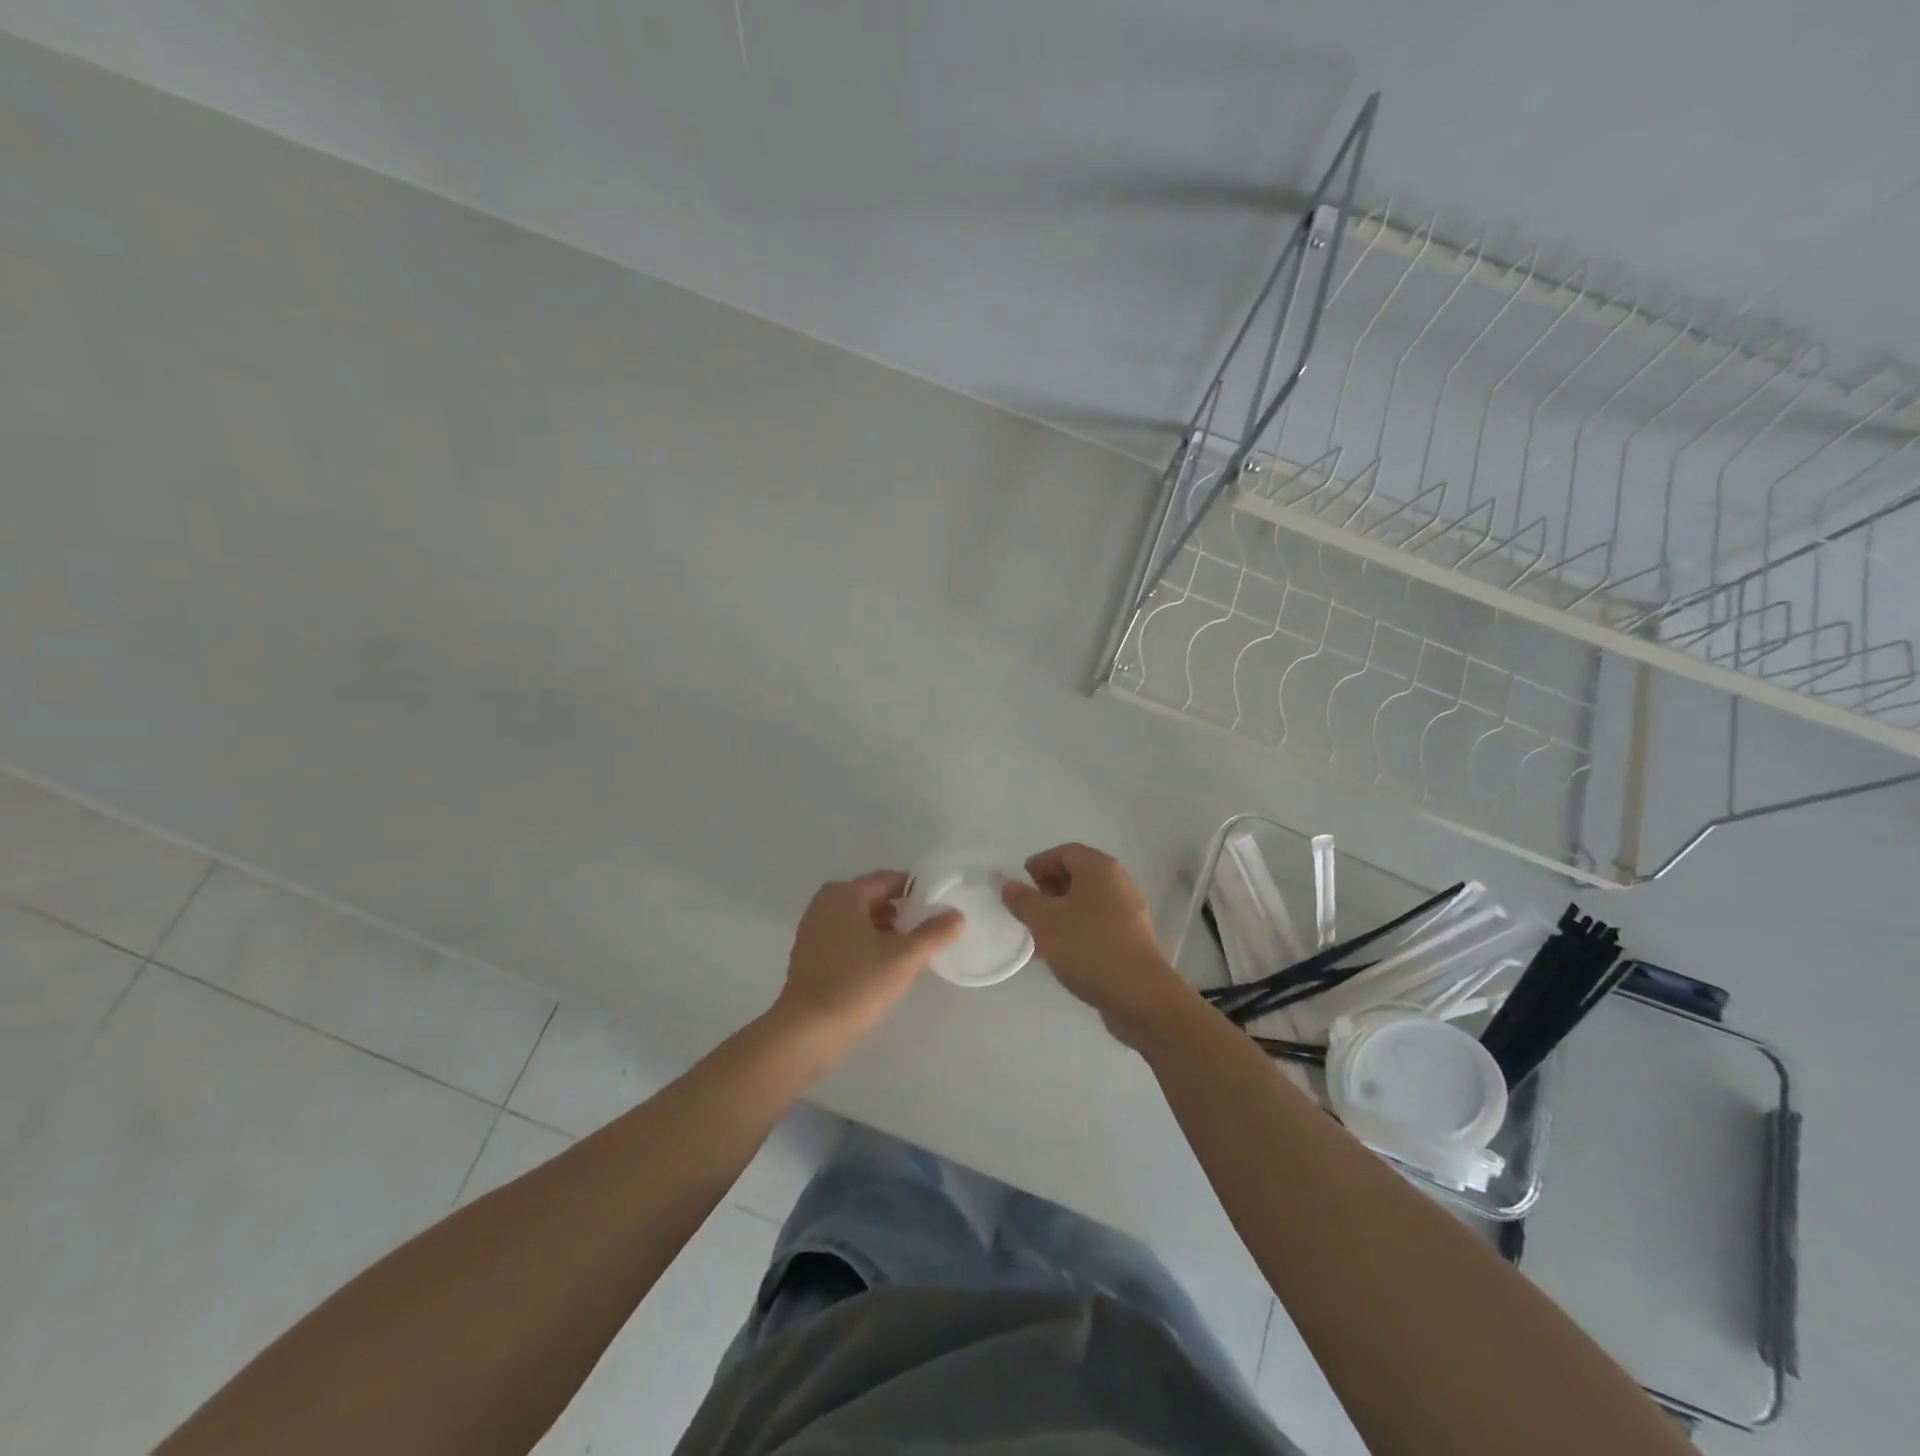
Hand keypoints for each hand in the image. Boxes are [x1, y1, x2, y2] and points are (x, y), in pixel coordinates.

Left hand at [772, 871, 962, 1055]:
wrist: (807, 1032)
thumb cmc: (857, 984)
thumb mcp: (904, 957)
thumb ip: (934, 933)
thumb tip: (957, 915)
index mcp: (845, 893)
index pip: (889, 880)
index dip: (917, 891)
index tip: (939, 908)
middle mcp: (825, 903)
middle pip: (872, 897)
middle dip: (900, 912)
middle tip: (926, 932)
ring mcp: (812, 928)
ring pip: (858, 919)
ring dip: (883, 929)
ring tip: (907, 951)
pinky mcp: (808, 954)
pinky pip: (844, 937)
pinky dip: (864, 943)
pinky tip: (880, 967)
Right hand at [1000, 843, 1192, 1048]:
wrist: (1138, 995)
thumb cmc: (1087, 947)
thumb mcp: (1044, 921)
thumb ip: (1021, 899)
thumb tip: (1004, 882)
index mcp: (1099, 868)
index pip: (1064, 852)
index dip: (1039, 865)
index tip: (1020, 887)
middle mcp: (1118, 882)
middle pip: (1078, 875)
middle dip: (1048, 889)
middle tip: (1028, 910)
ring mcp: (1129, 911)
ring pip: (1087, 902)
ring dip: (1060, 913)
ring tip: (1038, 935)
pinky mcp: (1132, 938)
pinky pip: (1098, 924)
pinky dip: (1076, 930)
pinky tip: (1059, 954)